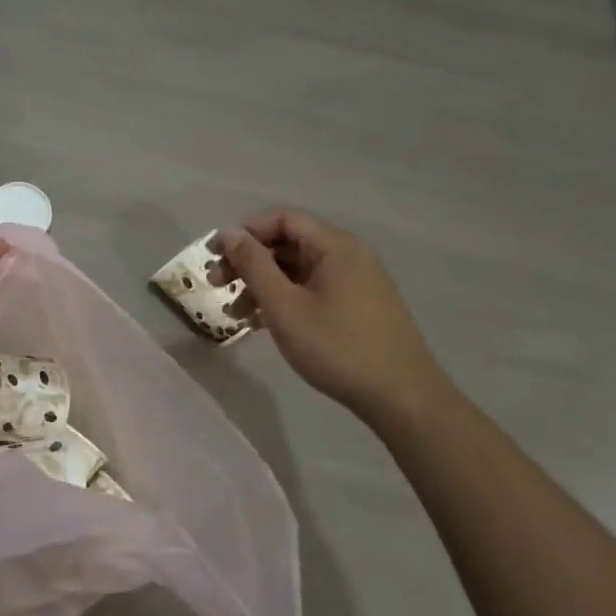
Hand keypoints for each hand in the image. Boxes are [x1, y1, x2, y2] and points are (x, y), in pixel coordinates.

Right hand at [218, 208, 449, 421]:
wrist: (401, 397)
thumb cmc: (337, 347)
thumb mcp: (285, 306)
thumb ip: (254, 266)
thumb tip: (229, 234)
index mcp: (335, 246)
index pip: (282, 219)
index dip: (244, 232)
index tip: (214, 256)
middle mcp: (347, 255)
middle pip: (287, 243)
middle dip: (248, 261)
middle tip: (217, 286)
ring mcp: (354, 282)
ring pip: (296, 270)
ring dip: (261, 285)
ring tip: (235, 313)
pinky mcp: (356, 306)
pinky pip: (311, 289)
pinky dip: (283, 299)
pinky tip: (261, 323)